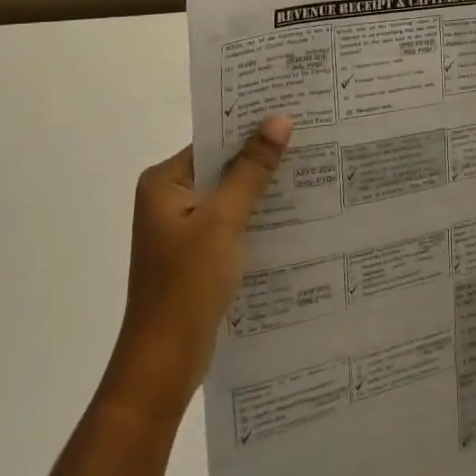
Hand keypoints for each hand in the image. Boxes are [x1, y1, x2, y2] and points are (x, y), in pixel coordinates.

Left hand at [101, 116, 292, 420]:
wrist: (164, 364)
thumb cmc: (187, 284)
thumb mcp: (224, 220)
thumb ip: (252, 169)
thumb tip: (279, 119)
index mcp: (164, 182)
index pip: (213, 140)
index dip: (251, 126)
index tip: (294, 112)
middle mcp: (169, 198)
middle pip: (223, 165)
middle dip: (262, 155)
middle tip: (311, 135)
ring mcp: (182, 228)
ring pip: (230, 194)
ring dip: (262, 186)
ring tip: (312, 166)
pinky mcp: (197, 253)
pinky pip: (231, 220)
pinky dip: (256, 214)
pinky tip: (293, 211)